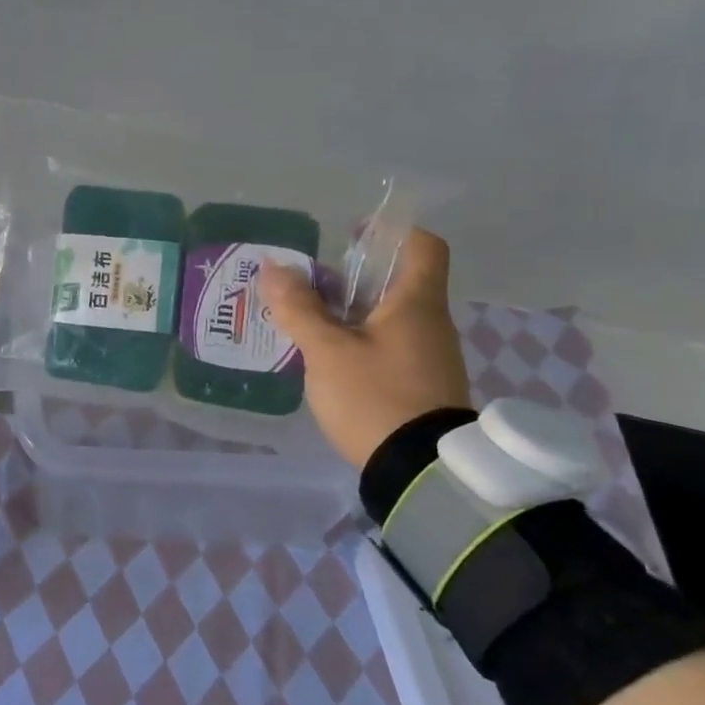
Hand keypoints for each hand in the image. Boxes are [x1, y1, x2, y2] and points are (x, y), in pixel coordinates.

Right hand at [259, 229, 471, 469]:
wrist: (419, 472)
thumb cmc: (375, 397)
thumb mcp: (326, 351)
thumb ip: (299, 308)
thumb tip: (273, 268)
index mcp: (417, 304)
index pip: (423, 246)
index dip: (390, 232)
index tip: (352, 237)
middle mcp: (431, 324)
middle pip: (397, 282)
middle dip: (352, 278)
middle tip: (309, 286)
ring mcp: (429, 357)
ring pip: (389, 317)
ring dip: (351, 313)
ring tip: (308, 323)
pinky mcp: (421, 386)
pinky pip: (389, 346)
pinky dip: (360, 341)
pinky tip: (328, 359)